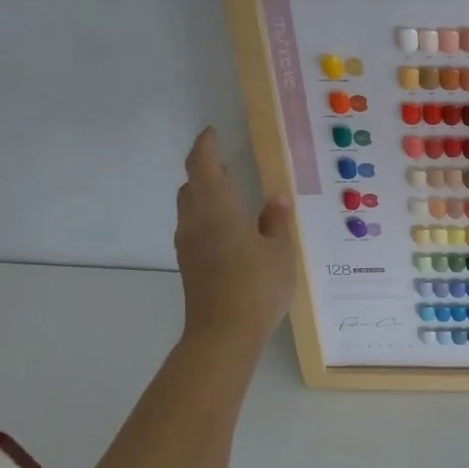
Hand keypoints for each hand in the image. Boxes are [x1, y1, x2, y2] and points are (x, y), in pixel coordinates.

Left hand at [174, 128, 295, 343]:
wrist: (223, 334)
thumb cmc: (257, 285)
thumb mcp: (280, 250)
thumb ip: (277, 220)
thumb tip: (276, 197)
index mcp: (217, 207)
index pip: (202, 165)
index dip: (205, 146)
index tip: (213, 133)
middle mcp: (195, 221)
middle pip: (191, 186)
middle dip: (206, 171)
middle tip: (229, 165)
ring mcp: (188, 245)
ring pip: (191, 208)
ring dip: (206, 196)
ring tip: (233, 196)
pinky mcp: (190, 265)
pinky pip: (195, 229)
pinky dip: (208, 218)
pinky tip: (232, 230)